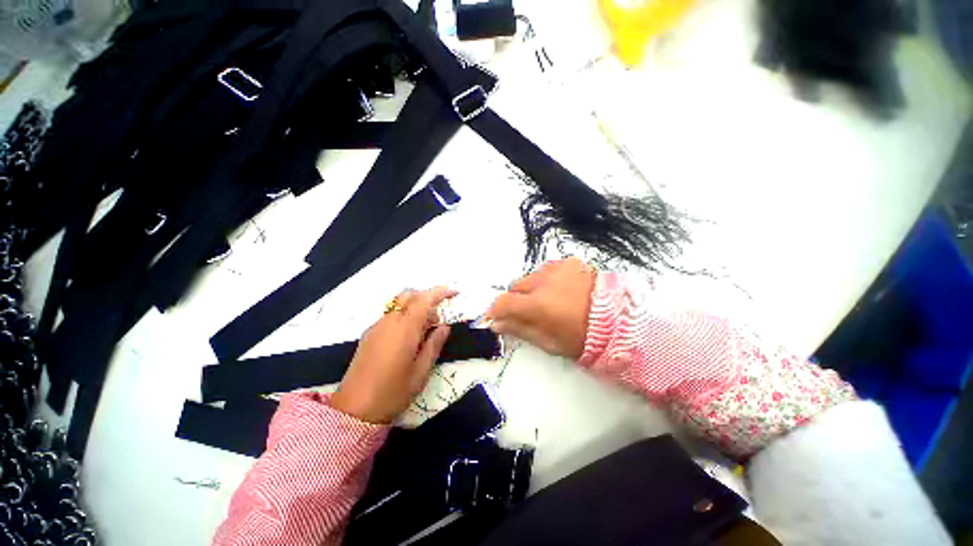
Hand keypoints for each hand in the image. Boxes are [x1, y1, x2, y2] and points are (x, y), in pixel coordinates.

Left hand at [331, 287, 456, 423]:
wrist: (353, 410)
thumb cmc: (393, 392)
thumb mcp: (421, 371)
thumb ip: (434, 345)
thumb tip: (445, 327)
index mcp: (404, 329)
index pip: (424, 300)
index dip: (440, 292)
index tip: (454, 293)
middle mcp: (389, 322)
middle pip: (409, 295)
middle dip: (427, 298)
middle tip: (438, 318)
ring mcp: (376, 327)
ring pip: (399, 305)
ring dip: (415, 308)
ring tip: (425, 331)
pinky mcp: (369, 335)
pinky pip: (390, 316)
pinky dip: (404, 316)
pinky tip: (408, 337)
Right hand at [485, 258, 595, 359]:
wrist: (621, 321)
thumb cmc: (583, 338)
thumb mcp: (550, 342)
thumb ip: (520, 329)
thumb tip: (497, 323)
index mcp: (538, 305)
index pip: (503, 302)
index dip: (494, 310)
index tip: (494, 317)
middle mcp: (544, 281)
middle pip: (515, 286)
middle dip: (516, 300)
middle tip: (526, 312)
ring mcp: (558, 268)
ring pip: (531, 277)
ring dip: (532, 288)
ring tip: (547, 301)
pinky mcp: (570, 262)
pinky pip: (547, 269)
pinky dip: (546, 279)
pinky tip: (559, 290)